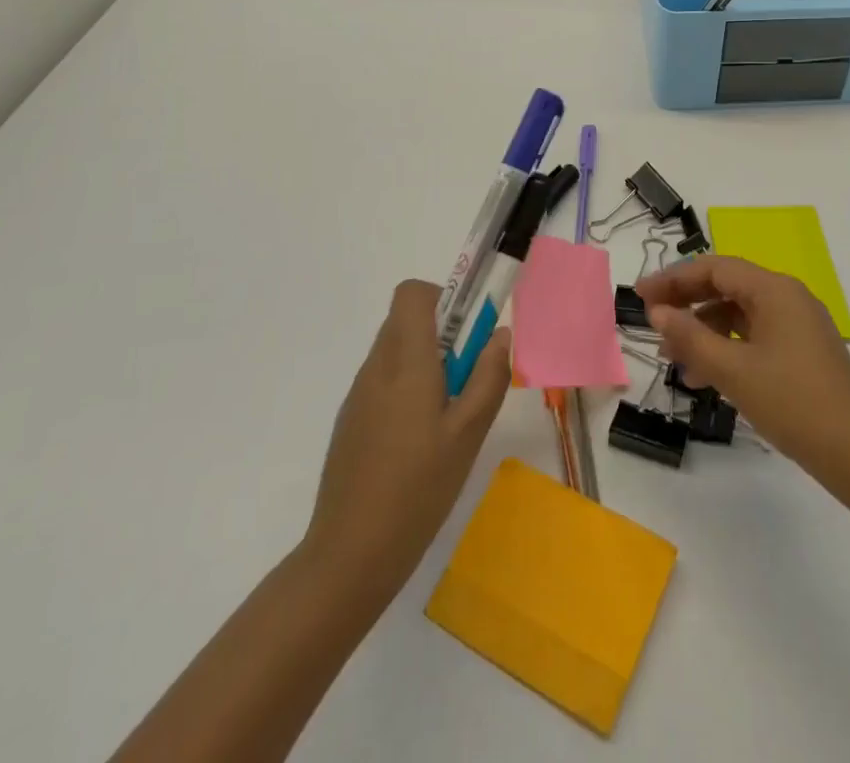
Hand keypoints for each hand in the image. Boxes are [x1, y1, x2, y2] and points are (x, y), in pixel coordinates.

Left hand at [305, 280, 510, 596]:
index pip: (412, 293)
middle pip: (406, 319)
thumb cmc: (417, 489)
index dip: (444, 298)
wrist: (349, 555)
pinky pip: (384, 380)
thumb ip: (488, 377)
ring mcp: (359, 394)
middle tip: (468, 374)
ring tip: (449, 413)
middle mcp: (377, 367)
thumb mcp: (468, 434)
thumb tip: (499, 334)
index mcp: (405, 361)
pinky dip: (408, 387)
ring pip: (396, 350)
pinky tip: (420, 440)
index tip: (468, 331)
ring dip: (426, 360)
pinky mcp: (351, 420)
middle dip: (442, 332)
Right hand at [635, 255, 849, 497]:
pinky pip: (754, 336)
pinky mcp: (802, 351)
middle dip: (687, 303)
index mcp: (774, 289)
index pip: (715, 267)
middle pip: (727, 286)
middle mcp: (787, 297)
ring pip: (739, 314)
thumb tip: (658, 311)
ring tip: (672, 359)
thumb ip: (690, 337)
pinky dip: (726, 349)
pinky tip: (705, 378)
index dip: (674, 279)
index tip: (641, 296)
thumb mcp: (733, 370)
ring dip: (704, 330)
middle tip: (651, 321)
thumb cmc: (793, 403)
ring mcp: (798, 325)